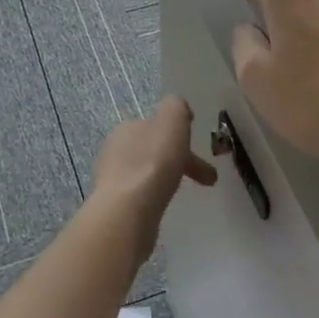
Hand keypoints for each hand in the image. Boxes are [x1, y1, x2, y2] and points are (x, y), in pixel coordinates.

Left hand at [90, 96, 217, 262]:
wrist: (128, 210)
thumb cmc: (154, 162)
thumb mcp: (172, 120)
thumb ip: (177, 107)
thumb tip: (180, 110)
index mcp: (128, 127)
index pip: (158, 127)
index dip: (182, 137)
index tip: (201, 153)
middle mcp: (115, 148)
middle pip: (154, 150)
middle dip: (179, 161)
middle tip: (206, 180)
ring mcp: (112, 178)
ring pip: (148, 172)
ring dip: (167, 178)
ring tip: (185, 194)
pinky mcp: (114, 204)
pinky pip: (141, 194)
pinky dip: (155, 196)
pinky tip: (163, 206)